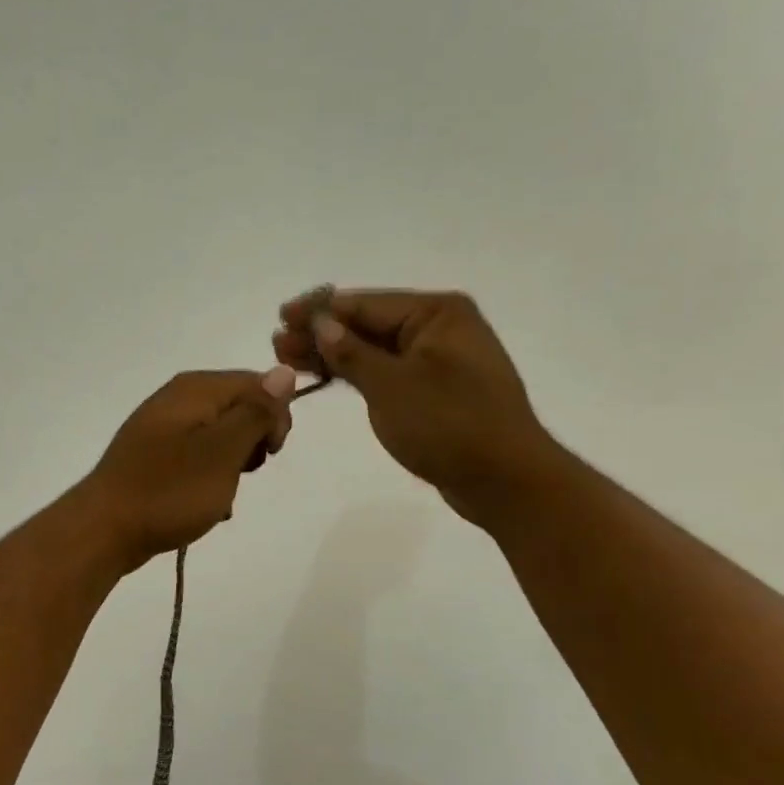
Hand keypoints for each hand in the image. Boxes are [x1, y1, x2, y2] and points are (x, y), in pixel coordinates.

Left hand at [78, 367, 296, 570]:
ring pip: (219, 439)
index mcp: (195, 389)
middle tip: (242, 474)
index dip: (274, 417)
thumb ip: (256, 411)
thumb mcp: (223, 450)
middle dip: (251, 444)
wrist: (105, 530)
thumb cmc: (170, 489)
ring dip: (230, 468)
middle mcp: (177, 399)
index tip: (269, 453)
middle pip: (238, 409)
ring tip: (219, 496)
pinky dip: (207, 481)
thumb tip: (285, 371)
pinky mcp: (153, 457)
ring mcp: (161, 428)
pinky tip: (203, 506)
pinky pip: (196, 460)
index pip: (257, 383)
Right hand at [274, 289, 557, 526]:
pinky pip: (387, 371)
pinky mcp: (435, 389)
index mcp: (437, 314)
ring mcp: (439, 360)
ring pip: (374, 349)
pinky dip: (356, 374)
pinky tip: (326, 376)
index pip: (365, 304)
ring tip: (289, 358)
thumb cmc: (450, 425)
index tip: (282, 315)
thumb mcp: (392, 386)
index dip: (319, 310)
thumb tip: (321, 325)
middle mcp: (440, 328)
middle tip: (278, 343)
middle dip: (322, 334)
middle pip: (368, 324)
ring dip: (333, 354)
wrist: (505, 480)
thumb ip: (352, 353)